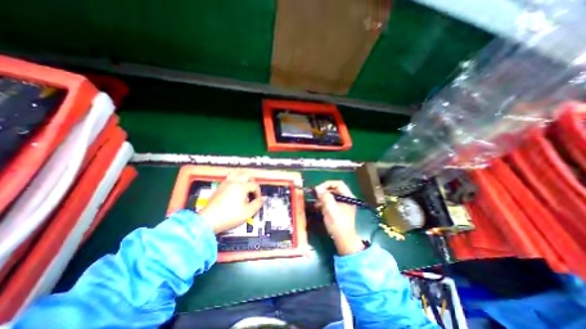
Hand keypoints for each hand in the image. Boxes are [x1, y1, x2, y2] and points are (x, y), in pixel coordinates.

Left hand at [200, 170, 265, 232]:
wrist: (208, 221)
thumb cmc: (228, 216)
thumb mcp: (248, 212)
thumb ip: (258, 204)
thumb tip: (263, 199)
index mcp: (241, 187)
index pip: (254, 185)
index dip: (258, 193)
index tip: (258, 200)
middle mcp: (233, 182)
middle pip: (246, 174)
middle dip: (252, 180)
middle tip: (254, 188)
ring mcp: (225, 184)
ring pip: (236, 173)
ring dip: (243, 176)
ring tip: (246, 183)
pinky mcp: (219, 187)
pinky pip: (229, 177)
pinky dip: (235, 179)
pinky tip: (236, 187)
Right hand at [313, 181, 364, 255]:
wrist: (343, 240)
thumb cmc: (338, 224)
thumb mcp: (330, 209)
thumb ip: (325, 197)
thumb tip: (317, 188)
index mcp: (348, 196)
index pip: (338, 184)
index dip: (328, 184)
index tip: (318, 188)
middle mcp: (346, 198)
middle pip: (334, 189)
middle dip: (324, 191)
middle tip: (315, 194)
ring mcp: (342, 204)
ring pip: (331, 195)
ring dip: (323, 197)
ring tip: (316, 202)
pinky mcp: (338, 209)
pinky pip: (330, 201)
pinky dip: (324, 202)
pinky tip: (318, 206)